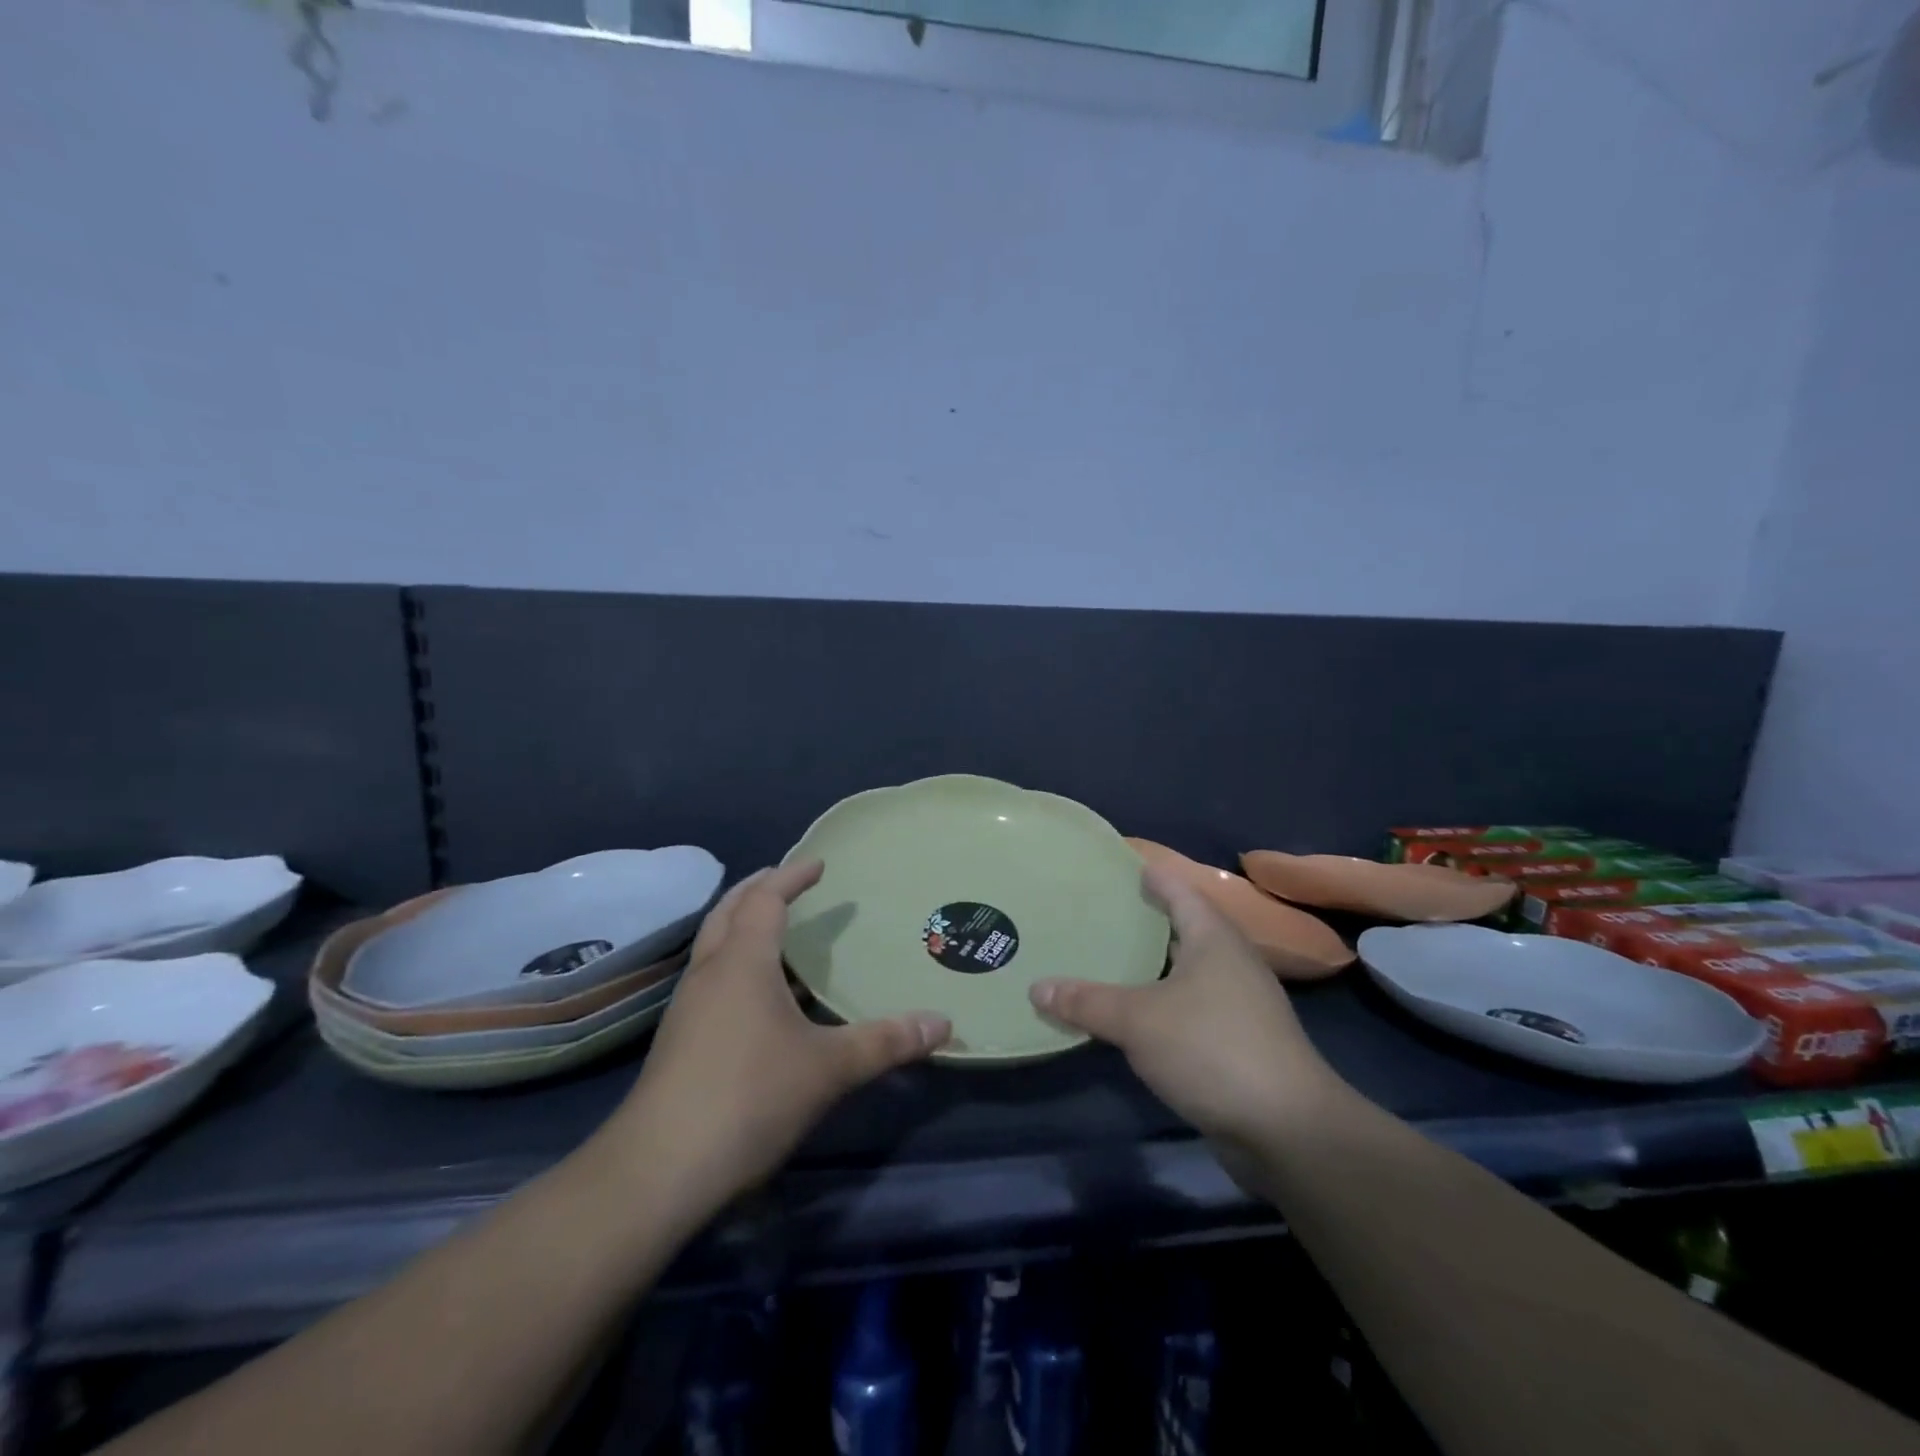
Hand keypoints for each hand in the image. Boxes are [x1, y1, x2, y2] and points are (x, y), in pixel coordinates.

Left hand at [603, 860, 950, 1220]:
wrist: (658, 1170)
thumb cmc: (749, 1096)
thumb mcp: (828, 1068)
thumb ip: (886, 1041)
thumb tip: (943, 1023)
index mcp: (742, 961)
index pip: (765, 899)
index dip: (792, 876)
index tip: (819, 864)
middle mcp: (709, 973)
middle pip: (728, 911)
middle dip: (757, 889)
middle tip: (787, 881)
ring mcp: (688, 1007)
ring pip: (714, 945)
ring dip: (742, 925)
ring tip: (776, 931)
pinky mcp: (679, 1040)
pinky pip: (711, 978)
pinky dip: (735, 962)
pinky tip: (757, 994)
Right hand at [1030, 864, 1341, 1151]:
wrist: (1288, 1129)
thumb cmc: (1212, 1049)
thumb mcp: (1138, 1021)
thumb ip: (1087, 1002)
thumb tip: (1036, 987)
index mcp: (1214, 938)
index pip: (1180, 891)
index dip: (1153, 875)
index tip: (1124, 864)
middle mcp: (1232, 962)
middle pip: (1185, 928)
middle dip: (1147, 920)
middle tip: (1100, 912)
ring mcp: (1241, 1004)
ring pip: (1188, 971)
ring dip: (1154, 965)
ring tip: (1109, 958)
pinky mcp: (1239, 1042)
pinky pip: (1191, 1006)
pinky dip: (1162, 1002)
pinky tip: (1134, 1012)